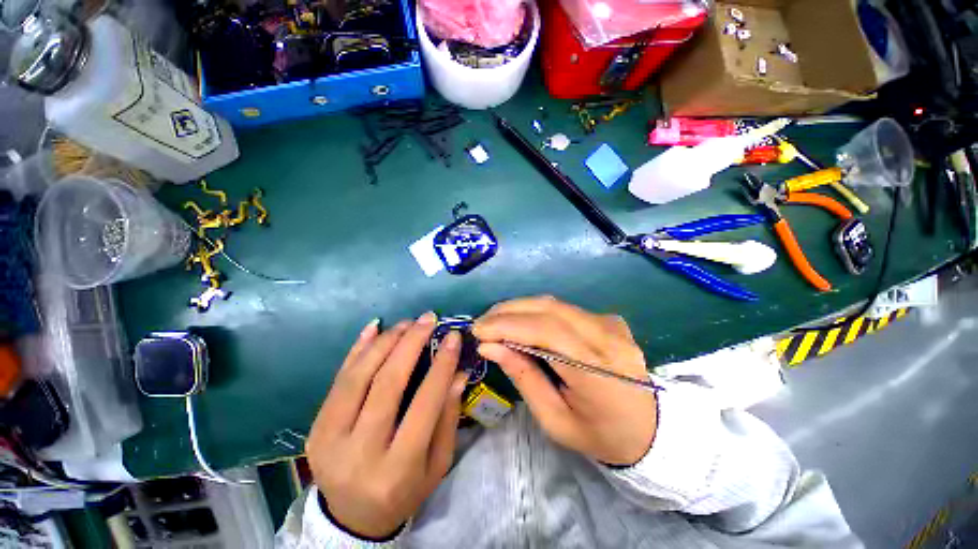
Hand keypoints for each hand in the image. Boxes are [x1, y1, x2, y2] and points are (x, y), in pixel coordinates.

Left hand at [306, 313, 467, 538]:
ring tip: (406, 323)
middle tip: (427, 319)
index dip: (441, 365)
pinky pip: (336, 381)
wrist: (352, 519)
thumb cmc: (405, 491)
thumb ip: (448, 417)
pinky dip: (356, 349)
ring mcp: (329, 440)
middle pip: (387, 383)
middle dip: (410, 343)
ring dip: (385, 342)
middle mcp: (360, 453)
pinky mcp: (314, 429)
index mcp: (398, 468)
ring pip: (358, 377)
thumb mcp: (437, 463)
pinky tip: (374, 327)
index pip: (425, 403)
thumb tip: (458, 373)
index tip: (453, 336)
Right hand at [474, 296, 656, 465]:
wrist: (649, 429)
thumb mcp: (554, 419)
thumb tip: (490, 346)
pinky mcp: (608, 319)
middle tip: (482, 323)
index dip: (508, 325)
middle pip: (549, 308)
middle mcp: (607, 337)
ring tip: (495, 321)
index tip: (478, 331)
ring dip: (520, 308)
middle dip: (508, 311)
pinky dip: (536, 312)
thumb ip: (523, 376)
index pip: (546, 331)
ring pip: (554, 304)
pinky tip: (521, 322)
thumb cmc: (599, 434)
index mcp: (597, 370)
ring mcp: (610, 324)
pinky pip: (564, 309)